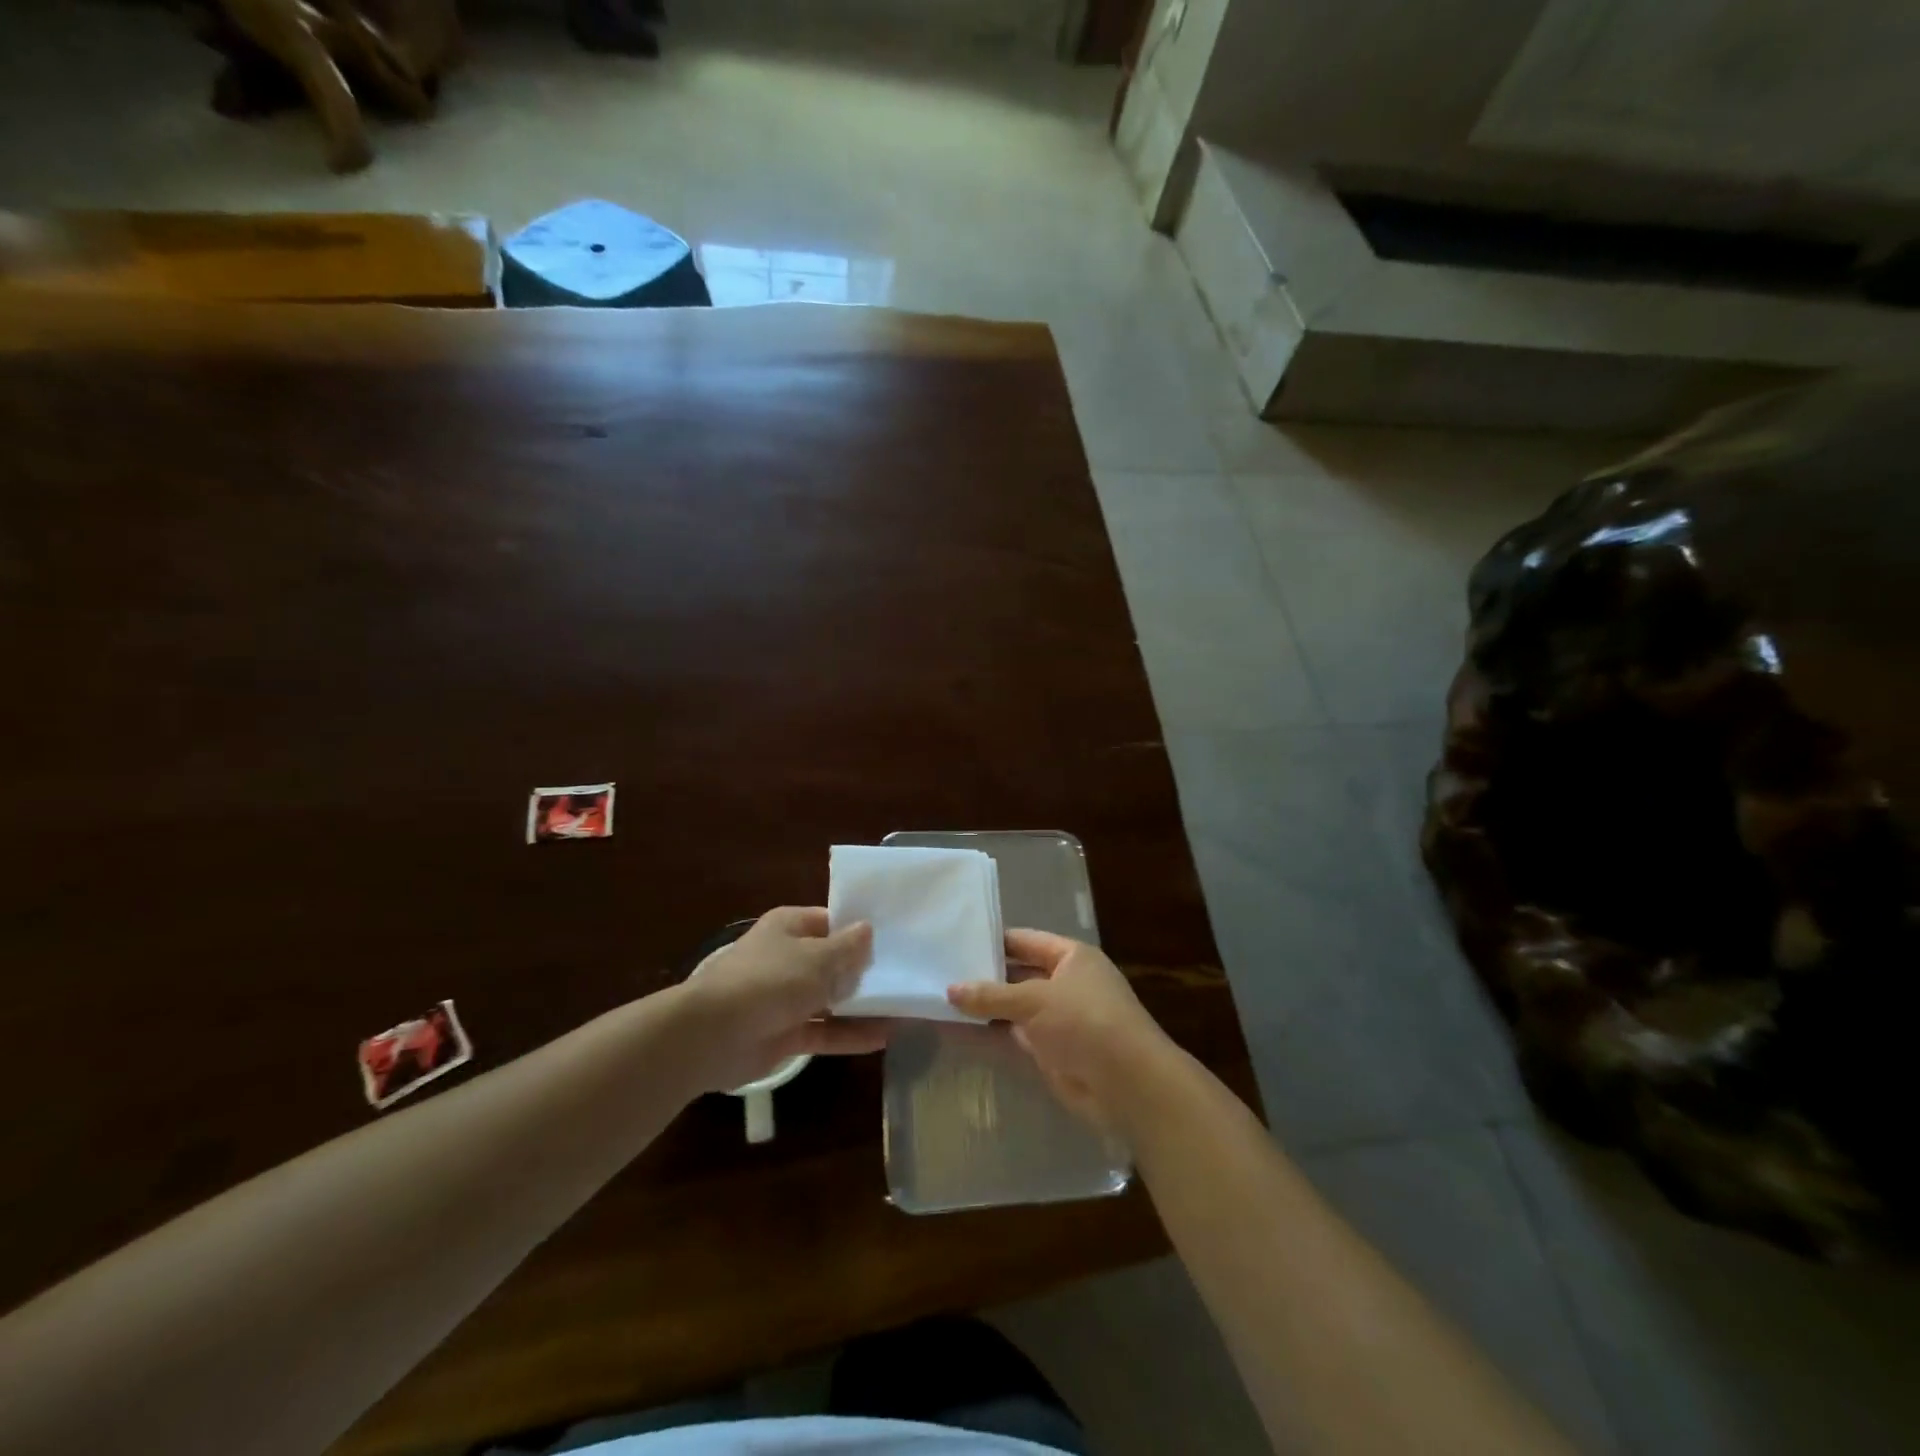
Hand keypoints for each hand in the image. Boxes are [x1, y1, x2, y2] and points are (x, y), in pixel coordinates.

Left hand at [675, 907, 886, 1092]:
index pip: (832, 921)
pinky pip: (825, 1031)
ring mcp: (786, 998)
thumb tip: (868, 930)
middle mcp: (789, 958)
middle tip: (909, 974)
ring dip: (863, 1006)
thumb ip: (847, 949)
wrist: (712, 1035)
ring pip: (832, 999)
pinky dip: (850, 1035)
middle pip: (834, 961)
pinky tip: (884, 1037)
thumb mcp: (817, 958)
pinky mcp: (785, 1034)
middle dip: (866, 970)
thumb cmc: (769, 980)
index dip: (861, 929)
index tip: (896, 937)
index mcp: (790, 927)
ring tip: (905, 1009)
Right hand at [947, 929, 1178, 1131]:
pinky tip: (960, 1030)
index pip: (1025, 940)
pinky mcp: (1052, 1051)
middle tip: (941, 971)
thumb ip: (991, 995)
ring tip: (941, 999)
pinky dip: (992, 1033)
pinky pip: (1015, 1036)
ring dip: (985, 1007)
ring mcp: (1059, 1019)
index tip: (956, 940)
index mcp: (1072, 957)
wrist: (1127, 1084)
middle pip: (1019, 973)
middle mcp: (1067, 983)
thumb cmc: (1084, 1021)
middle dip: (985, 975)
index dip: (993, 940)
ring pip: (1015, 1007)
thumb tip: (950, 989)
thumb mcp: (1034, 1000)